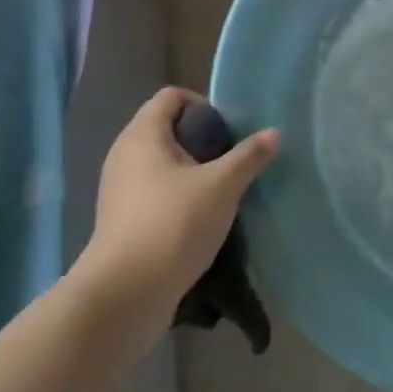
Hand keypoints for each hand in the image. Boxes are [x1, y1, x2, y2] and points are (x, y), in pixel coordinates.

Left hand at [77, 87, 278, 343]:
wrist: (125, 295)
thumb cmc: (173, 224)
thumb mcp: (222, 186)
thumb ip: (249, 156)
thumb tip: (274, 133)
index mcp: (142, 135)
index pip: (172, 96)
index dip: (203, 104)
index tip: (227, 131)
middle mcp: (124, 154)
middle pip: (167, 128)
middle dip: (202, 139)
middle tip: (230, 160)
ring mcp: (118, 188)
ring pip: (161, 162)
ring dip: (192, 170)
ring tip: (221, 190)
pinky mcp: (121, 218)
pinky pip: (154, 190)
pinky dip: (177, 194)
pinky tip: (200, 217)